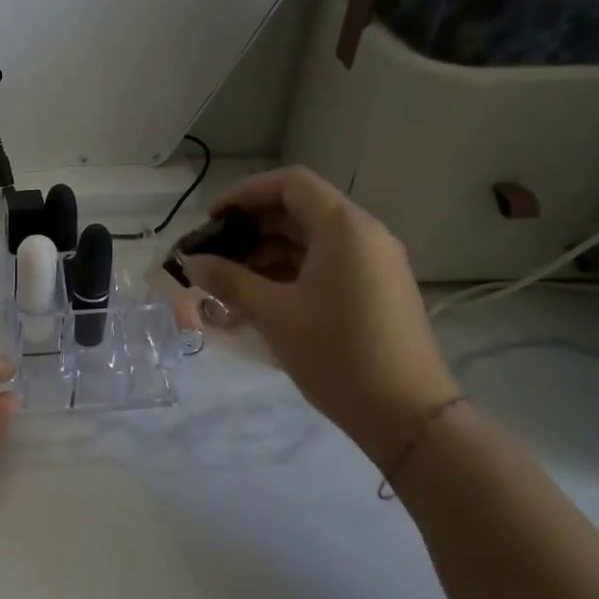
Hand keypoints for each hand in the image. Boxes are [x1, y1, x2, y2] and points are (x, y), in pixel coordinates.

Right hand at [181, 168, 457, 466]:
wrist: (406, 414)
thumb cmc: (336, 354)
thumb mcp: (274, 314)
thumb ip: (229, 280)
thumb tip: (192, 262)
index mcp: (343, 228)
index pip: (290, 184)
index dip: (246, 194)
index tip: (212, 220)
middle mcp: (364, 235)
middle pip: (299, 210)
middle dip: (252, 228)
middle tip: (214, 256)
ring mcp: (373, 262)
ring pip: (311, 240)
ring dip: (267, 253)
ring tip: (229, 282)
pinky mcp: (375, 289)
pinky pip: (325, 264)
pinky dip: (290, 272)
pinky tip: (260, 298)